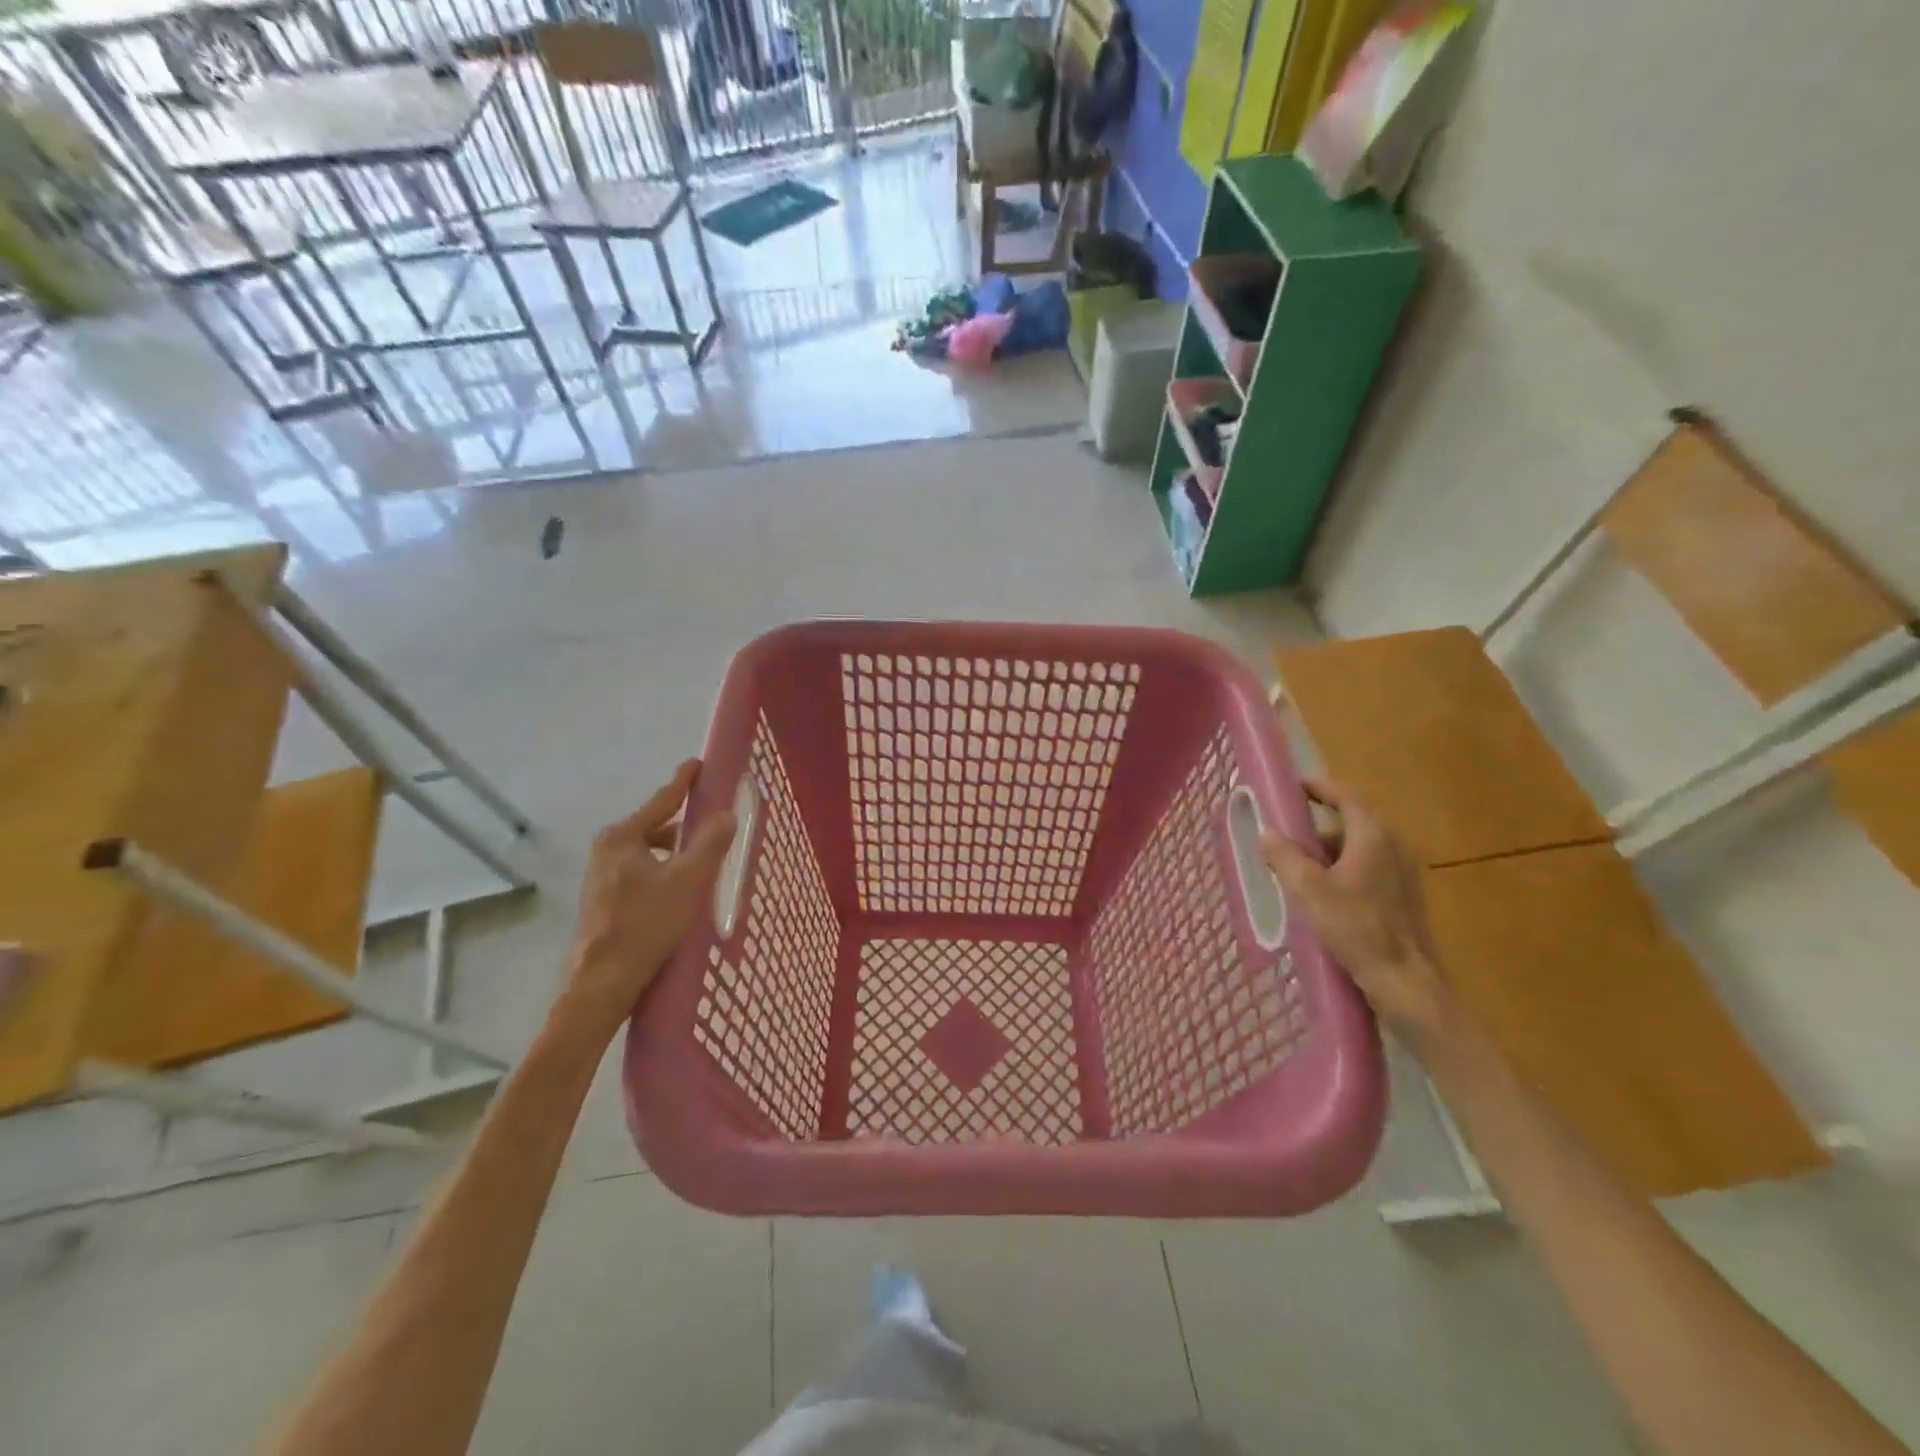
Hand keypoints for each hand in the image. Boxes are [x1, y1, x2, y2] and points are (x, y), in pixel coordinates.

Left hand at [560, 760, 736, 1042]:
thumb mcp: (688, 881)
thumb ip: (710, 844)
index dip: (684, 782)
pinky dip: (662, 872)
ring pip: (647, 852)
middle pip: (654, 827)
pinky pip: (640, 871)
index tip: (698, 764)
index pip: (662, 800)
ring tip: (701, 865)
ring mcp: (600, 876)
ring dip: (674, 853)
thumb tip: (726, 814)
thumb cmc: (646, 924)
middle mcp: (605, 850)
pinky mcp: (602, 900)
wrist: (603, 982)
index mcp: (622, 837)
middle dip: (683, 826)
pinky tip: (679, 891)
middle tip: (712, 827)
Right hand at [1260, 780, 1449, 1044]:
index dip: (1318, 787)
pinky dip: (1343, 871)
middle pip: (1351, 822)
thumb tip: (1267, 833)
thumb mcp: (1308, 889)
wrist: (1404, 980)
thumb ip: (1284, 856)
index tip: (1292, 788)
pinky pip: (1368, 869)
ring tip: (1297, 871)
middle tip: (1285, 835)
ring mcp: (1403, 872)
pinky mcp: (1404, 897)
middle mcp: (1393, 846)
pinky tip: (1323, 897)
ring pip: (1358, 849)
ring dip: (1328, 852)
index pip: (1345, 795)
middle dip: (1317, 826)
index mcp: (1372, 835)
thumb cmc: (1355, 927)